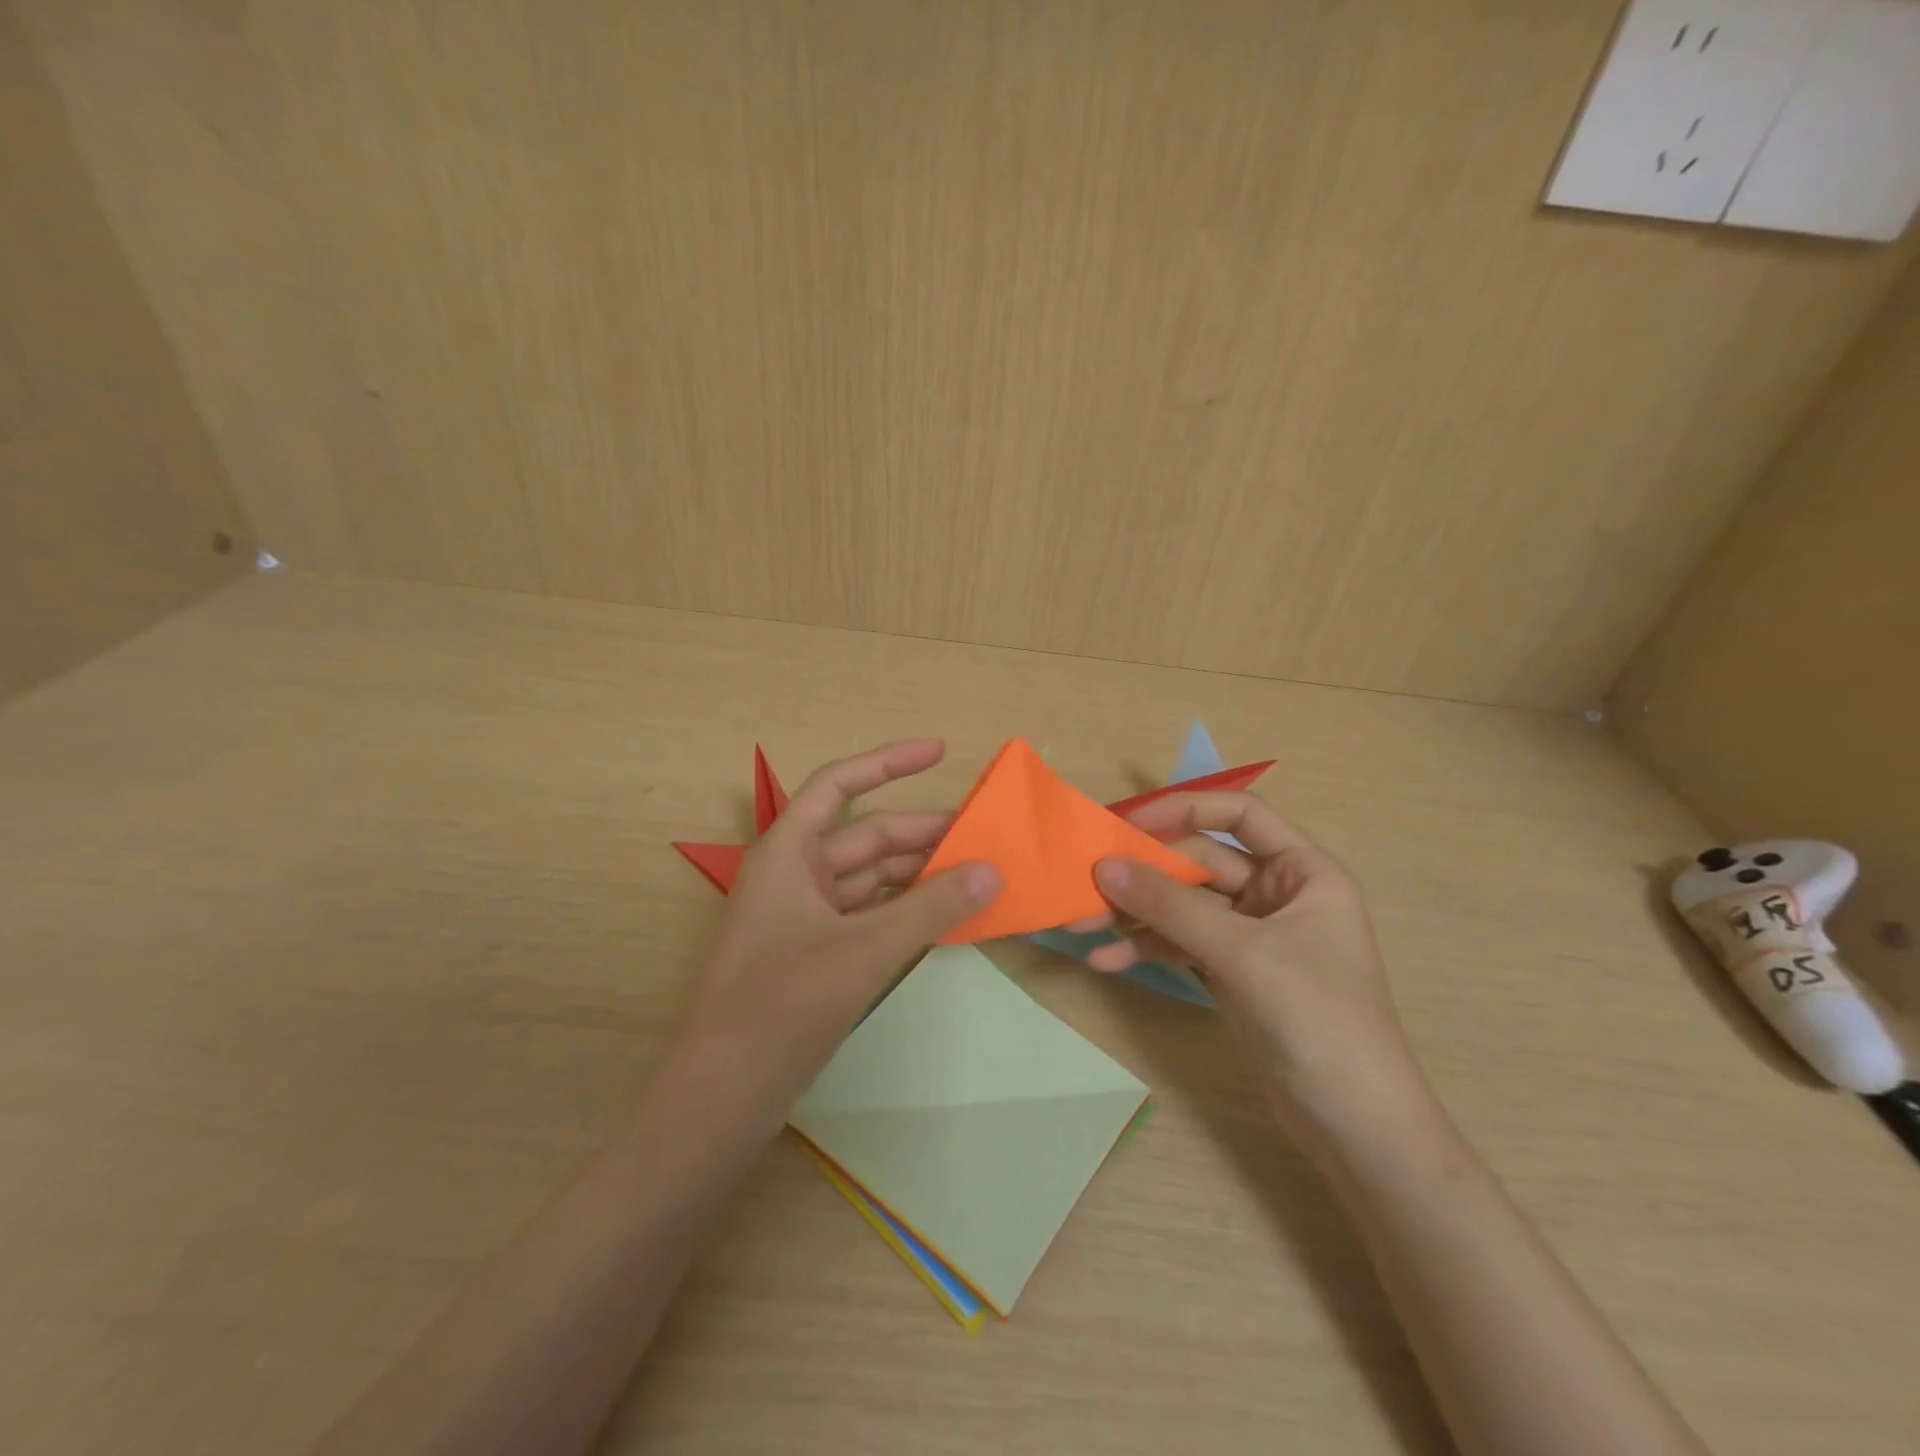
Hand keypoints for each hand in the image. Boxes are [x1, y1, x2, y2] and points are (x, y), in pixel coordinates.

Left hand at [680, 740, 1001, 1102]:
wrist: (725, 1094)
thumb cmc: (783, 1004)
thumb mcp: (865, 949)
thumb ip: (931, 908)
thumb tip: (991, 871)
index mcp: (787, 852)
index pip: (838, 784)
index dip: (889, 762)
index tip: (940, 751)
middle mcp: (794, 874)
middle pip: (865, 835)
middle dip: (922, 833)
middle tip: (982, 836)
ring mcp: (804, 916)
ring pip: (871, 878)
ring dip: (918, 875)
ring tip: (975, 874)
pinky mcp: (815, 953)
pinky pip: (869, 914)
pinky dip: (905, 911)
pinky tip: (944, 915)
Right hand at [1083, 791, 1429, 1144]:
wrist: (1354, 1126)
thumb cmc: (1316, 1018)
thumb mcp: (1242, 953)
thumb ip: (1170, 905)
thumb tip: (1104, 864)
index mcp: (1302, 871)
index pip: (1240, 813)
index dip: (1185, 809)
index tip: (1130, 823)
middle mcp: (1276, 892)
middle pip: (1200, 862)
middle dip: (1144, 875)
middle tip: (1086, 882)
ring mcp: (1251, 934)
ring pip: (1183, 905)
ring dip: (1135, 913)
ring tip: (1081, 924)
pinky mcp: (1231, 971)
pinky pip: (1181, 943)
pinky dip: (1147, 948)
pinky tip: (1107, 960)